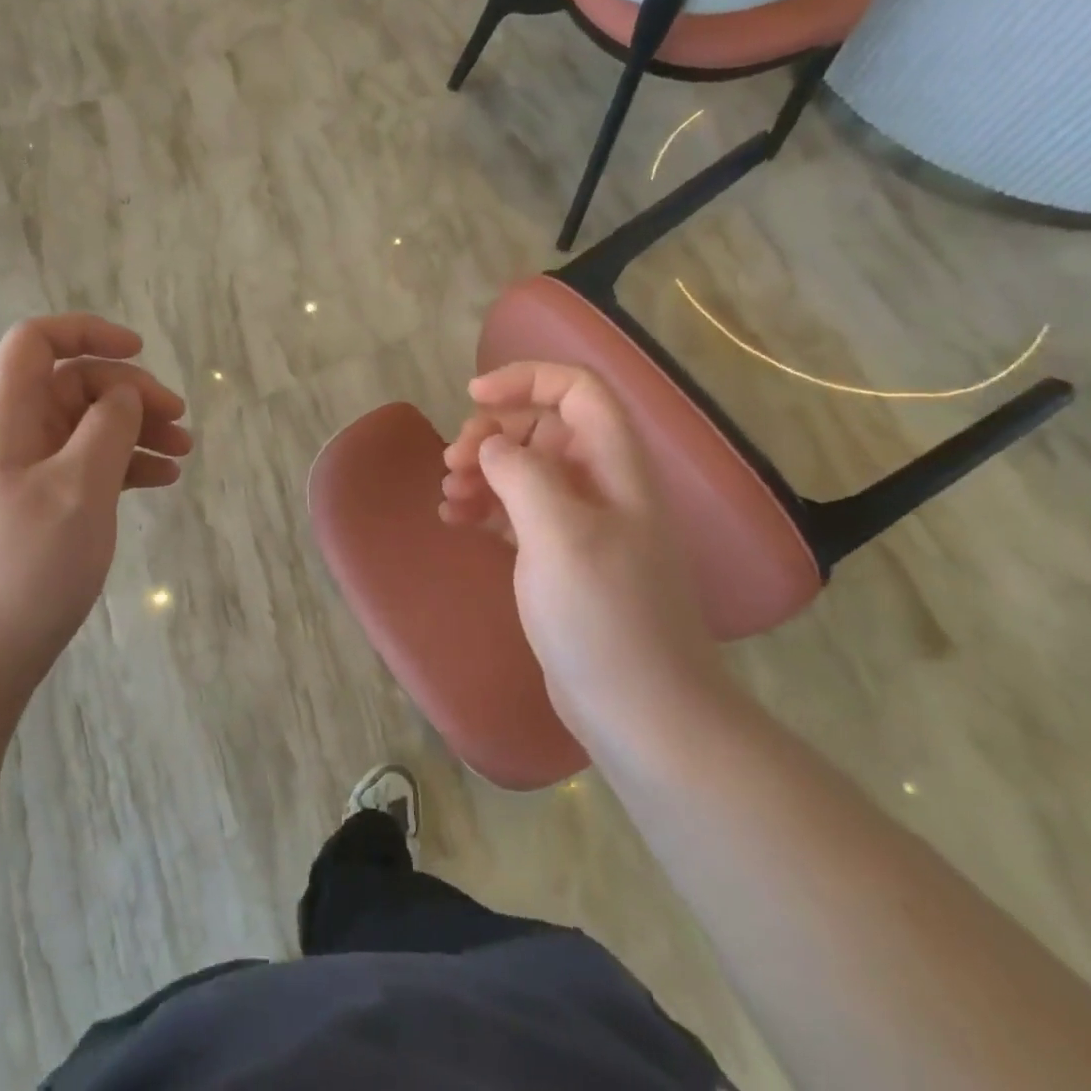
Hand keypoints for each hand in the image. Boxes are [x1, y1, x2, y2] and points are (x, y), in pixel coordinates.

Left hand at [0, 315, 192, 681]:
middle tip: (179, 420)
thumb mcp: (78, 488)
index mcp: (6, 418)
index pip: (37, 342)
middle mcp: (13, 436)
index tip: (140, 351)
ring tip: (183, 453)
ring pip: (87, 428)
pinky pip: (87, 466)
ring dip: (136, 430)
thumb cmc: (24, 567)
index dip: (87, 332)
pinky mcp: (41, 508)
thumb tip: (123, 393)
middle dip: (130, 392)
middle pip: (74, 384)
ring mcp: (26, 474)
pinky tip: (163, 481)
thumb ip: (107, 427)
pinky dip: (125, 465)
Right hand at [440, 362, 728, 741]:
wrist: (642, 711)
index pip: (577, 390)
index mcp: (614, 466)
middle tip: (454, 461)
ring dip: (482, 470)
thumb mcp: (559, 535)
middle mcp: (601, 485)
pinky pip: (516, 511)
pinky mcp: (560, 558)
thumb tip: (493, 448)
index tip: (474, 397)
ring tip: (449, 495)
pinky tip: (455, 520)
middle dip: (494, 433)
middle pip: (544, 427)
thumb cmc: (604, 617)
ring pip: (525, 469)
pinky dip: (485, 506)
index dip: (527, 379)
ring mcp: (581, 523)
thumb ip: (523, 474)